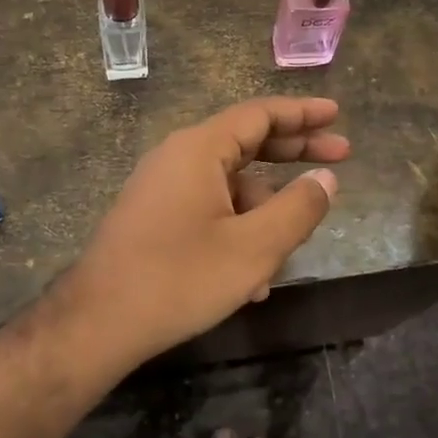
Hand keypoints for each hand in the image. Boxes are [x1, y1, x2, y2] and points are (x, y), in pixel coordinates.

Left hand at [60, 97, 348, 366]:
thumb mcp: (254, 247)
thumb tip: (326, 179)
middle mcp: (178, 158)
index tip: (336, 115)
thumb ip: (298, 208)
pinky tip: (250, 279)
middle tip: (340, 158)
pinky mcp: (154, 218)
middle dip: (294, 154)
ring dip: (264, 213)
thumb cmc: (180, 279)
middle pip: (247, 143)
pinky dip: (237, 230)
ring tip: (288, 255)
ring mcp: (162, 188)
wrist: (97, 324)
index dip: (303, 113)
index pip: (260, 114)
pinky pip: (208, 210)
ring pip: (230, 187)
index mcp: (199, 149)